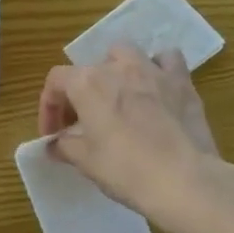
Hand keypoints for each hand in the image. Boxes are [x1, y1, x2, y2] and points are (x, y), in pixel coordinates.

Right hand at [39, 45, 220, 228]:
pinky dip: (158, 68)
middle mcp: (117, 67)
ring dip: (116, 68)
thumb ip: (64, 146)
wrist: (184, 180)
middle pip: (88, 68)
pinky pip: (167, 60)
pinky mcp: (182, 81)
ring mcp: (152, 70)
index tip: (54, 134)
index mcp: (87, 83)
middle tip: (84, 120)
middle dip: (81, 92)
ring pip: (125, 53)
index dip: (49, 107)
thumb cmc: (125, 169)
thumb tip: (54, 144)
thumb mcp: (85, 162)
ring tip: (118, 94)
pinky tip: (156, 87)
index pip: (56, 81)